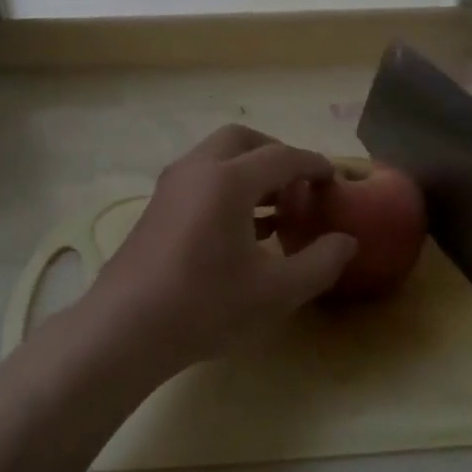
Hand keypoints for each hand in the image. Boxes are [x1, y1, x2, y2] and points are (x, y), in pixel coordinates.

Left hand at [84, 125, 356, 376]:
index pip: (282, 157)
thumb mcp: (276, 291)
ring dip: (250, 172)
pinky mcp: (157, 208)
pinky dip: (227, 187)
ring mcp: (171, 187)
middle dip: (276, 154)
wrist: (125, 330)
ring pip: (217, 158)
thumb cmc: (205, 306)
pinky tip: (244, 228)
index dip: (314, 165)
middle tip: (300, 184)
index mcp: (228, 179)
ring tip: (277, 209)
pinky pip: (200, 179)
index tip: (334, 179)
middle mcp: (197, 170)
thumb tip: (346, 241)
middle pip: (243, 141)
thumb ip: (320, 262)